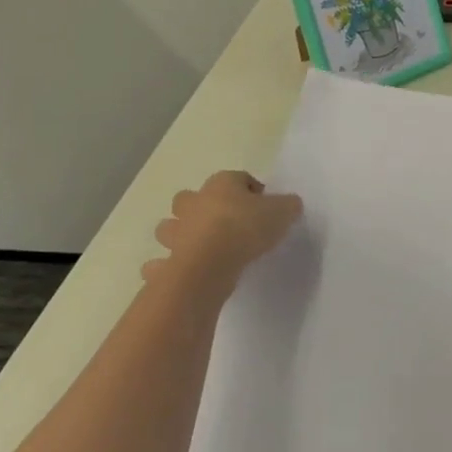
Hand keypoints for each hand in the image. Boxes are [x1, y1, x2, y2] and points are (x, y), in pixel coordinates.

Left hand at [145, 171, 301, 286]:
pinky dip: (165, 267)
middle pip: (192, 197)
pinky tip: (181, 274)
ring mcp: (176, 231)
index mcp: (222, 184)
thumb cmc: (245, 228)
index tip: (264, 208)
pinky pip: (160, 263)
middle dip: (202, 207)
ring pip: (170, 227)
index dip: (252, 191)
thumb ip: (288, 206)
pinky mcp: (166, 261)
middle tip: (225, 224)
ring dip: (180, 234)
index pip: (238, 178)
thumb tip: (290, 205)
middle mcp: (194, 202)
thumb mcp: (282, 212)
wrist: (209, 265)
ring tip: (201, 249)